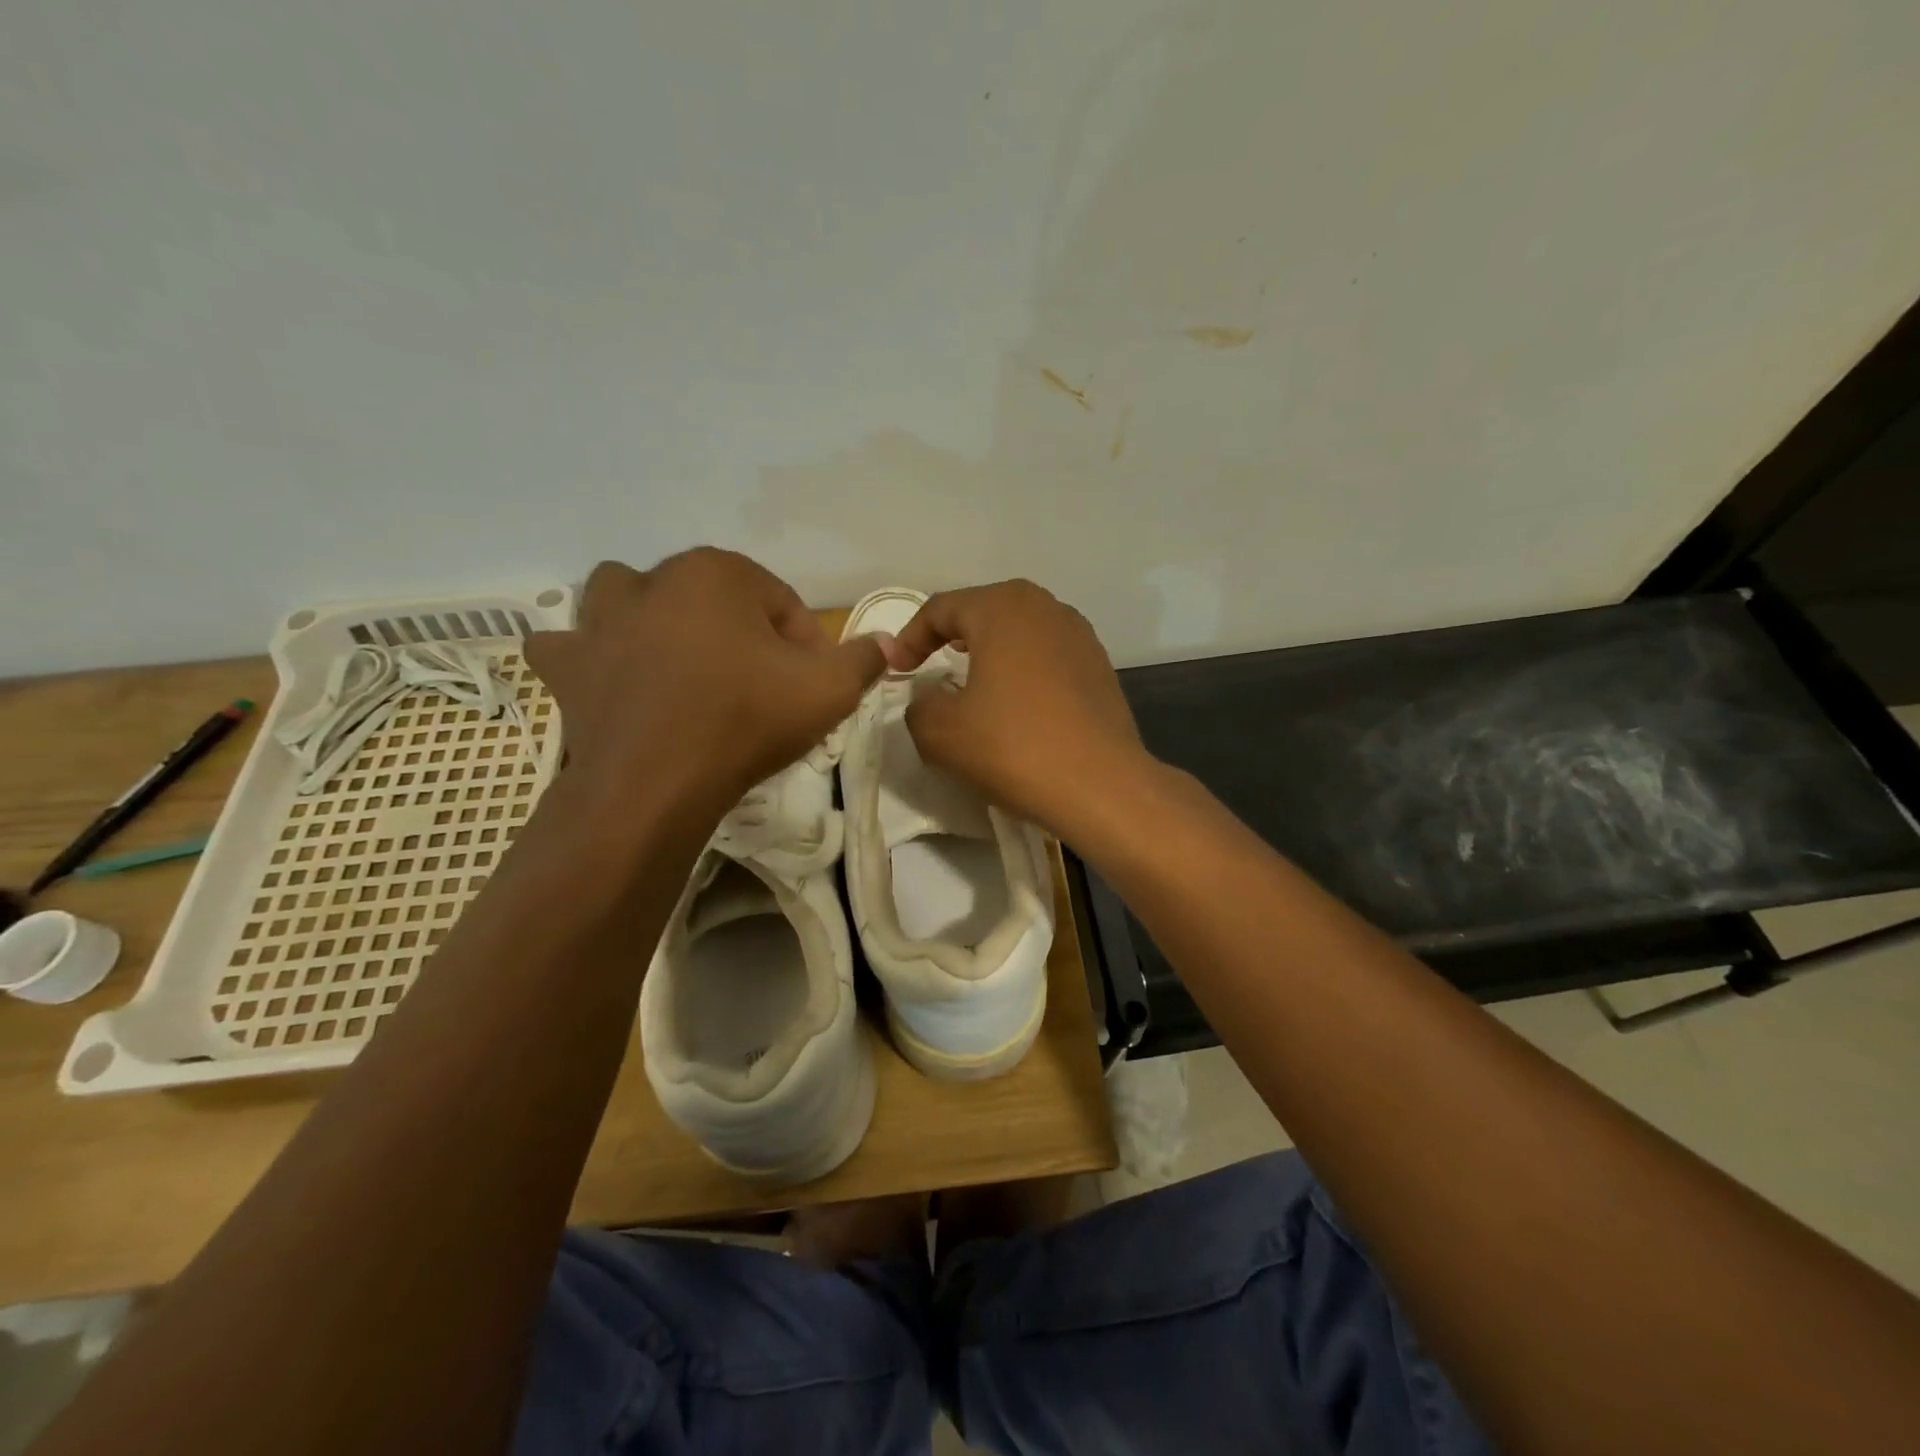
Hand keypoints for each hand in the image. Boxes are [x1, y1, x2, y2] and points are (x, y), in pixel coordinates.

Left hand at [527, 551, 885, 818]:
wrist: (655, 784)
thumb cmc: (746, 720)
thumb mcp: (829, 689)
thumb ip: (863, 659)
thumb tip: (885, 644)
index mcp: (715, 572)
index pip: (778, 599)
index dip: (804, 643)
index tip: (811, 685)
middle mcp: (651, 579)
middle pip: (710, 596)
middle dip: (738, 631)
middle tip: (757, 682)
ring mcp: (598, 621)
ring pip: (629, 599)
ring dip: (654, 619)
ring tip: (681, 664)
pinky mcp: (565, 665)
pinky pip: (571, 645)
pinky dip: (591, 657)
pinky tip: (612, 679)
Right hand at [888, 581, 1150, 837]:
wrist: (1100, 785)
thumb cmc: (1013, 747)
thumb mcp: (940, 732)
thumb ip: (918, 707)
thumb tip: (928, 699)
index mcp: (1002, 608)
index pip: (941, 608)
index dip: (910, 637)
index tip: (897, 671)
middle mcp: (1045, 607)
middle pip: (984, 609)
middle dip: (951, 634)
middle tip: (931, 661)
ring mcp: (1079, 635)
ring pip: (1020, 630)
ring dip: (990, 650)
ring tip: (972, 679)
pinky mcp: (1099, 666)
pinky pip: (1047, 655)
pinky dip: (1022, 669)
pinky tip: (1016, 702)